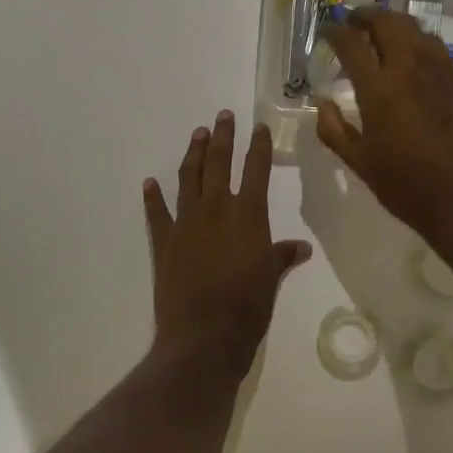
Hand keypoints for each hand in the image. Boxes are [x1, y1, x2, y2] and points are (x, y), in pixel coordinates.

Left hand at [143, 111, 310, 368]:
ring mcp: (187, 223)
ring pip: (188, 178)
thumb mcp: (272, 278)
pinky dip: (153, 197)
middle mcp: (217, 209)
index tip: (259, 126)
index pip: (256, 169)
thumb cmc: (248, 307)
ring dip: (193, 154)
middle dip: (222, 137)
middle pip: (219, 163)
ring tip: (198, 134)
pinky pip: (157, 213)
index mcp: (248, 214)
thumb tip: (302, 247)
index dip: (259, 146)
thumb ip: (282, 256)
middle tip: (223, 116)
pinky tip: (150, 182)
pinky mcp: (164, 242)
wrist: (203, 336)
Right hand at [317, 10, 452, 241]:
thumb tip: (322, 102)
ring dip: (393, 23)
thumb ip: (333, 130)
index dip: (336, 31)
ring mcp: (438, 71)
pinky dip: (417, 39)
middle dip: (365, 16)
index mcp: (378, 90)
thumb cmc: (404, 185)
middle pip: (386, 22)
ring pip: (414, 28)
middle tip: (354, 23)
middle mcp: (408, 69)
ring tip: (381, 32)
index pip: (351, 43)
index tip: (328, 31)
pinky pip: (435, 45)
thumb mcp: (358, 162)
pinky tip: (411, 54)